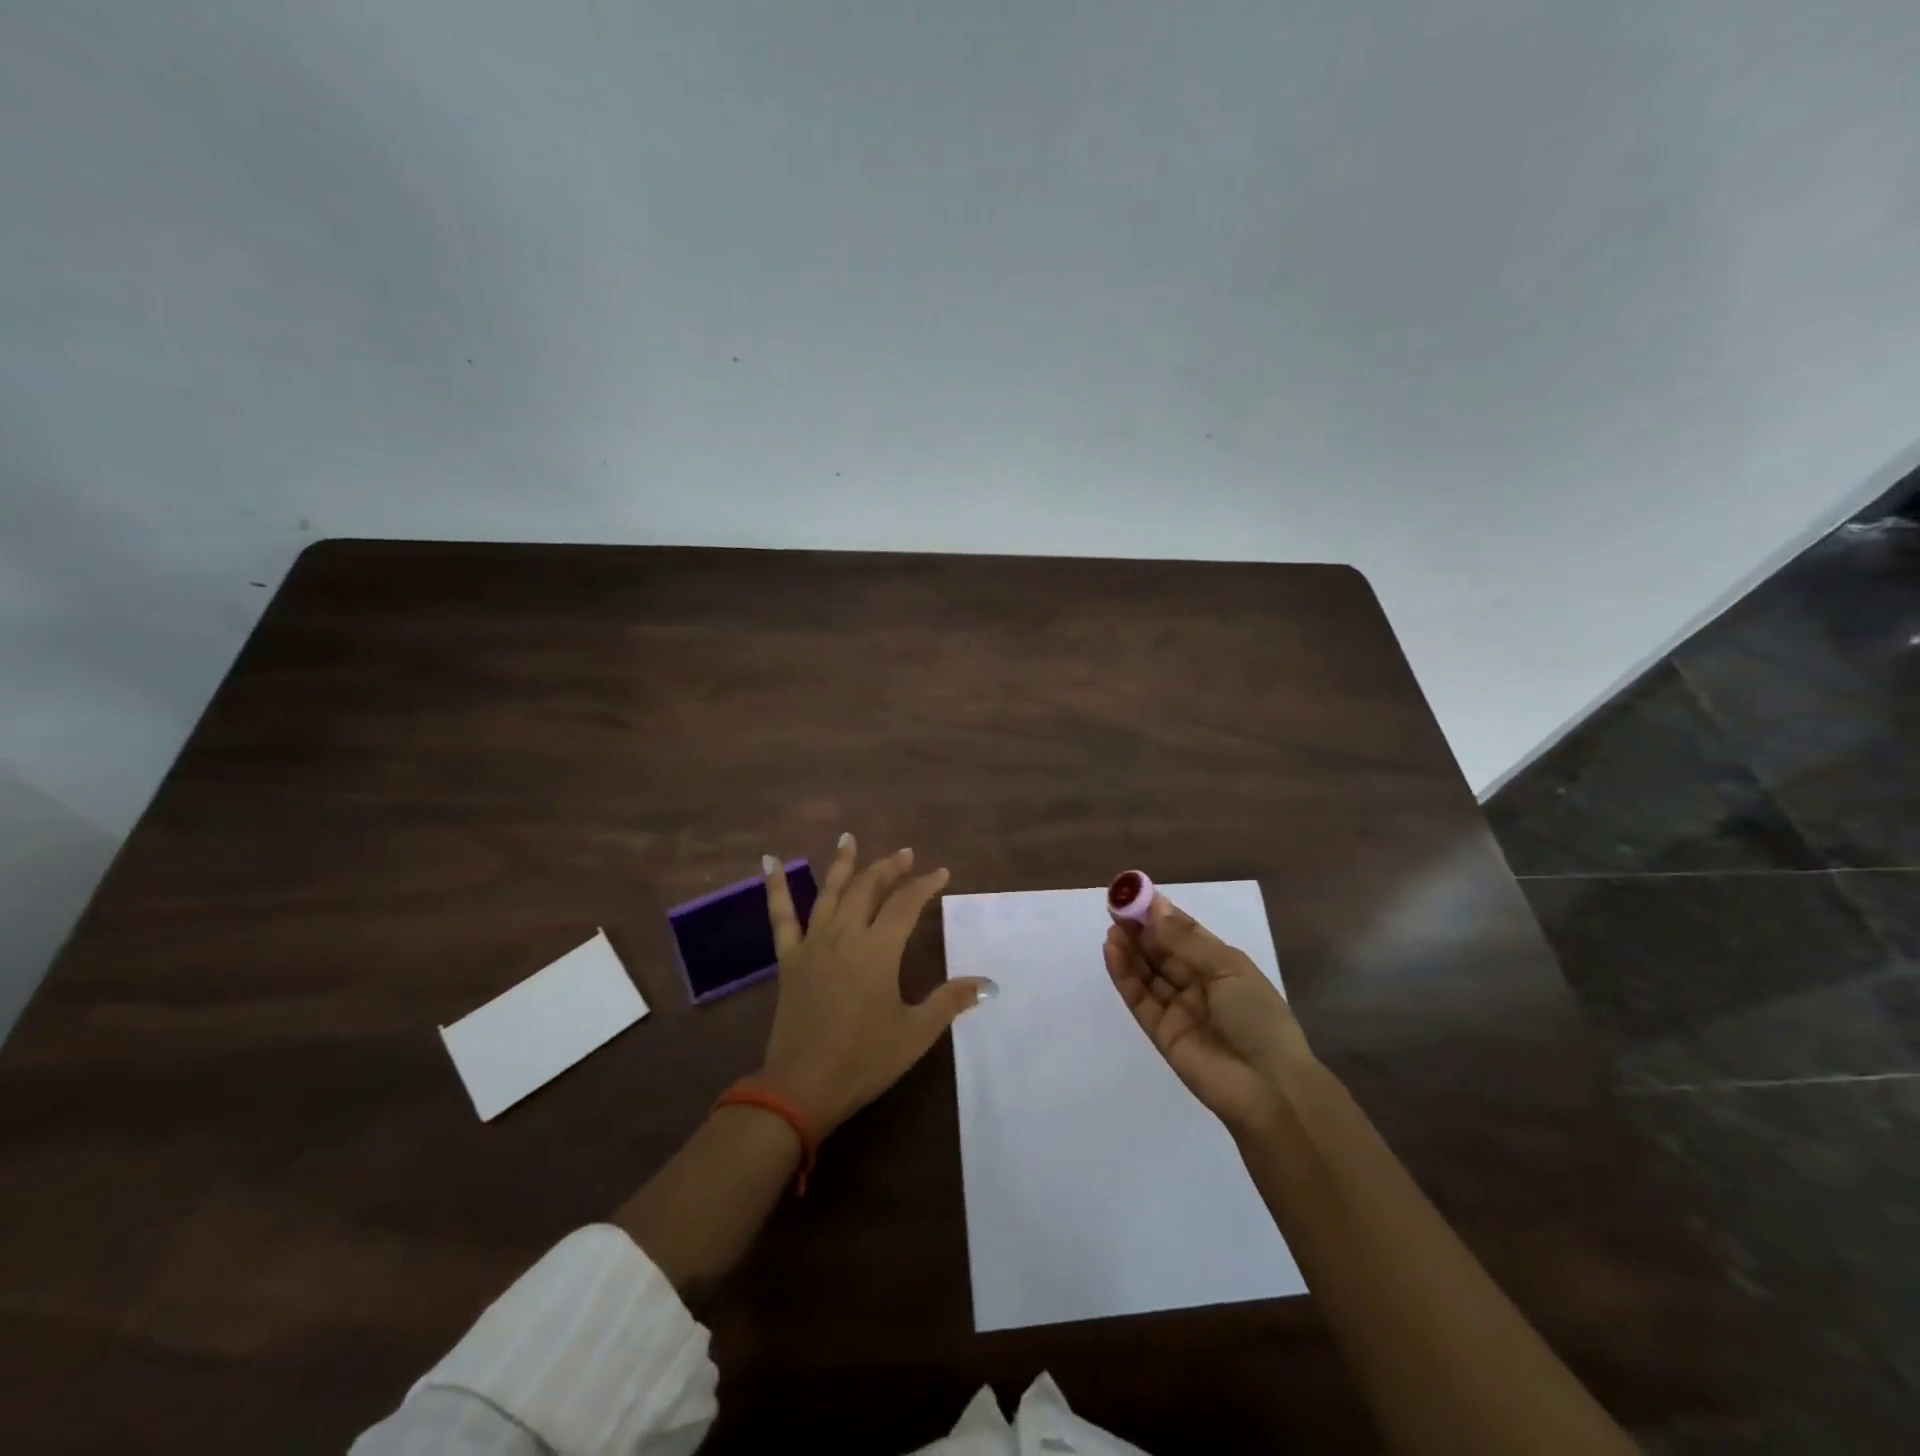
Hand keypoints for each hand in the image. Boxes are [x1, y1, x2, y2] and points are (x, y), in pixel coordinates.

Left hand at [759, 836, 993, 1134]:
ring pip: (830, 892)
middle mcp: (845, 935)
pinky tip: (770, 861)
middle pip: (868, 888)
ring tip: (849, 838)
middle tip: (904, 854)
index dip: (925, 885)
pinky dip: (775, 886)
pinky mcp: (789, 958)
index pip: (906, 904)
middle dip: (889, 867)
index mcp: (878, 950)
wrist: (801, 1087)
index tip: (941, 873)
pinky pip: (781, 916)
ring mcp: (813, 944)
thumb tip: (987, 984)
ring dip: (843, 863)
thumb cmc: (864, 1059)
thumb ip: (949, 1001)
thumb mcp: (915, 1033)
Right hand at [1104, 893, 1313, 1135]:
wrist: (1267, 1088)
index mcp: (1222, 966)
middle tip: (1116, 905)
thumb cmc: (1257, 1018)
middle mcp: (1199, 985)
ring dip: (1130, 949)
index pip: (1185, 934)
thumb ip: (1185, 940)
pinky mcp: (1160, 1031)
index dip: (1161, 914)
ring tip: (1112, 925)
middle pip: (1163, 952)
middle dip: (1141, 929)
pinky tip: (1112, 950)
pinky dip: (1124, 974)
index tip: (1135, 892)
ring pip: (1148, 973)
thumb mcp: (1227, 968)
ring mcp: (1178, 1009)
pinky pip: (1139, 997)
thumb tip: (1154, 907)